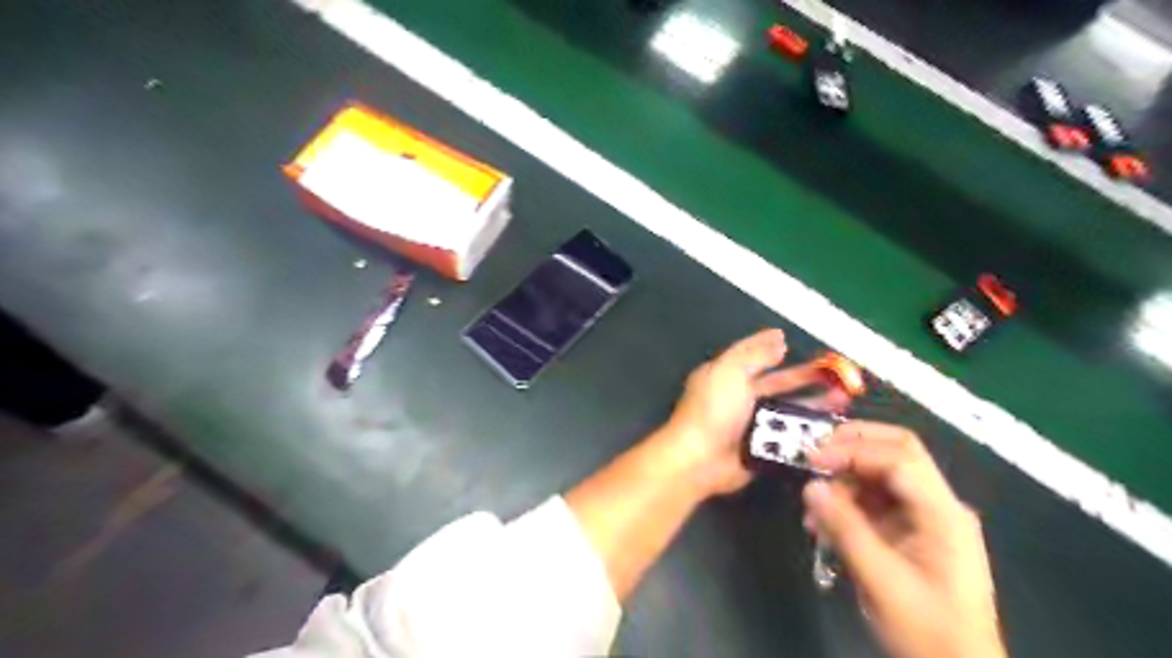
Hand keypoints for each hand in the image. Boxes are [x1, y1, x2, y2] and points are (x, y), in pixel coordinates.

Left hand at [663, 332, 848, 495]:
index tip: (801, 346)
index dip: (779, 350)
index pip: (756, 357)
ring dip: (813, 405)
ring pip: (787, 410)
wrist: (701, 460)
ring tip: (843, 401)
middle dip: (807, 379)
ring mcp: (751, 424)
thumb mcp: (730, 372)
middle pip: (778, 384)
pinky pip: (788, 436)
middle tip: (840, 377)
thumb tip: (777, 337)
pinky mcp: (761, 448)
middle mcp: (739, 397)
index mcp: (726, 375)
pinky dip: (807, 432)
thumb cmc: (713, 410)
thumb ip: (754, 353)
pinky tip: (831, 428)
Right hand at [807, 421, 1006, 657]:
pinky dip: (847, 503)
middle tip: (812, 457)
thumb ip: (845, 528)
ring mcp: (926, 517)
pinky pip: (875, 501)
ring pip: (881, 475)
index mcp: (943, 514)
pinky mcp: (911, 531)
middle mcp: (938, 505)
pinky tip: (824, 524)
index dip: (852, 451)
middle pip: (895, 452)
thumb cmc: (927, 631)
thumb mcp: (881, 581)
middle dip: (851, 447)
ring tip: (813, 507)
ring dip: (844, 480)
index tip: (812, 459)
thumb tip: (810, 487)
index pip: (898, 459)